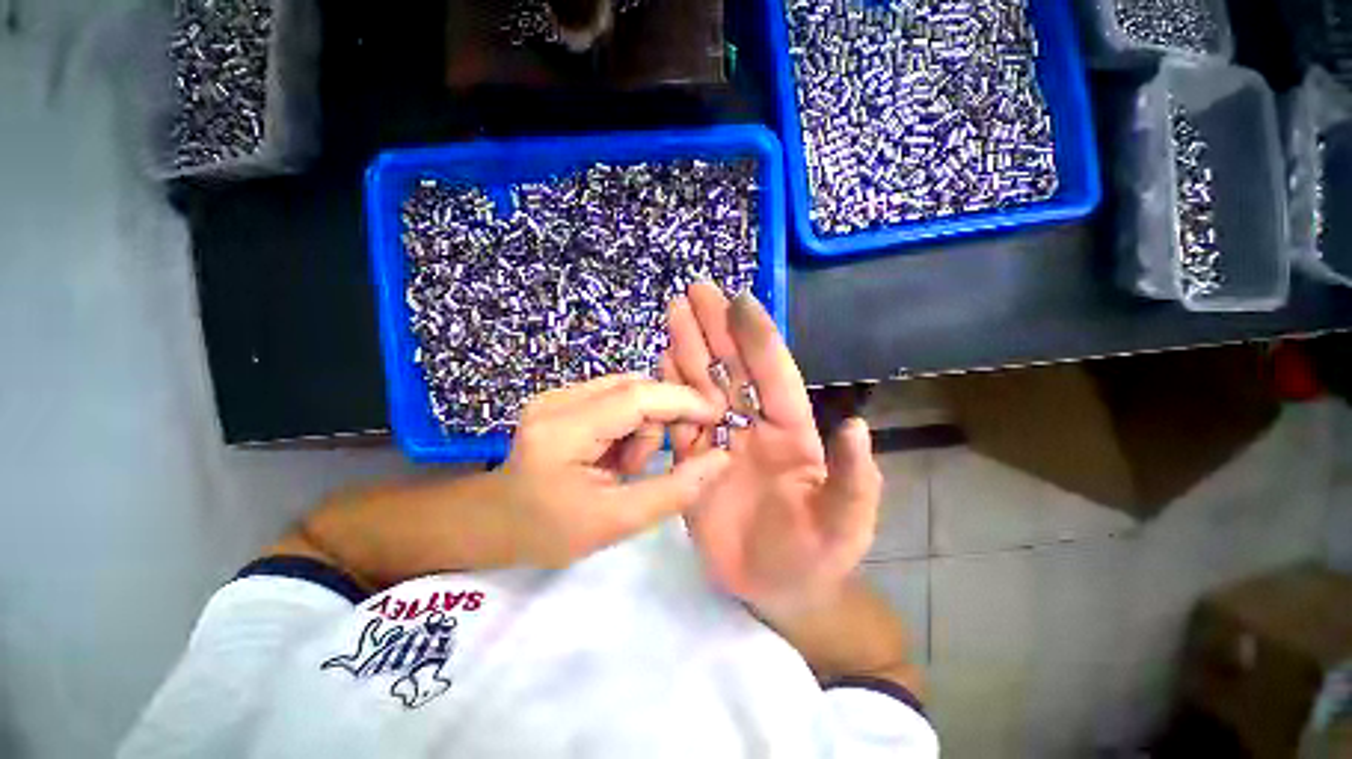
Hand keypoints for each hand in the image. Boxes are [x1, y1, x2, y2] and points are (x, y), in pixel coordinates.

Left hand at [499, 374, 730, 568]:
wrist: (496, 522)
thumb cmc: (549, 531)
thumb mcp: (615, 522)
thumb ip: (673, 491)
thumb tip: (721, 459)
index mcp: (562, 431)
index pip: (635, 397)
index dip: (682, 401)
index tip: (716, 416)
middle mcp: (557, 399)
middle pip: (636, 388)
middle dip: (666, 417)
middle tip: (677, 453)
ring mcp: (558, 394)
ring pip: (630, 390)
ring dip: (646, 425)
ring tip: (629, 466)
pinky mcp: (564, 398)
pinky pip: (617, 398)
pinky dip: (631, 423)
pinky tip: (618, 453)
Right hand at [661, 284, 881, 614]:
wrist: (775, 589)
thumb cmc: (815, 557)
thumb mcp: (843, 526)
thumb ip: (853, 480)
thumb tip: (853, 426)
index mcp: (792, 432)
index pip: (774, 375)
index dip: (758, 338)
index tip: (739, 300)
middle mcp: (754, 425)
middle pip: (733, 368)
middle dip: (716, 328)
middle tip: (696, 290)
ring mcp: (721, 439)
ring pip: (703, 385)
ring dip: (689, 348)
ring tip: (674, 312)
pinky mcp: (694, 458)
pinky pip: (679, 417)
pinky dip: (669, 388)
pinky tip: (661, 360)